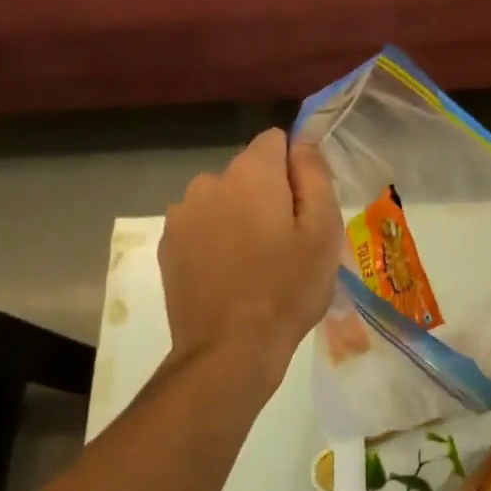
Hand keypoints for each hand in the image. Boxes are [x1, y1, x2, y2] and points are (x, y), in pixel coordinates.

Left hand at [160, 129, 342, 374]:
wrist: (229, 350)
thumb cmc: (287, 289)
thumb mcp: (323, 231)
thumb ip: (315, 175)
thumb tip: (303, 143)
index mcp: (250, 173)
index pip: (276, 140)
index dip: (296, 167)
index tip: (306, 205)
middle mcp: (209, 181)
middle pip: (248, 172)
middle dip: (268, 195)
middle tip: (286, 243)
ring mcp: (182, 214)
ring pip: (222, 200)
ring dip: (239, 217)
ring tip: (255, 264)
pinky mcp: (167, 245)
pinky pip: (200, 227)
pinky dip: (215, 240)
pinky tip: (228, 276)